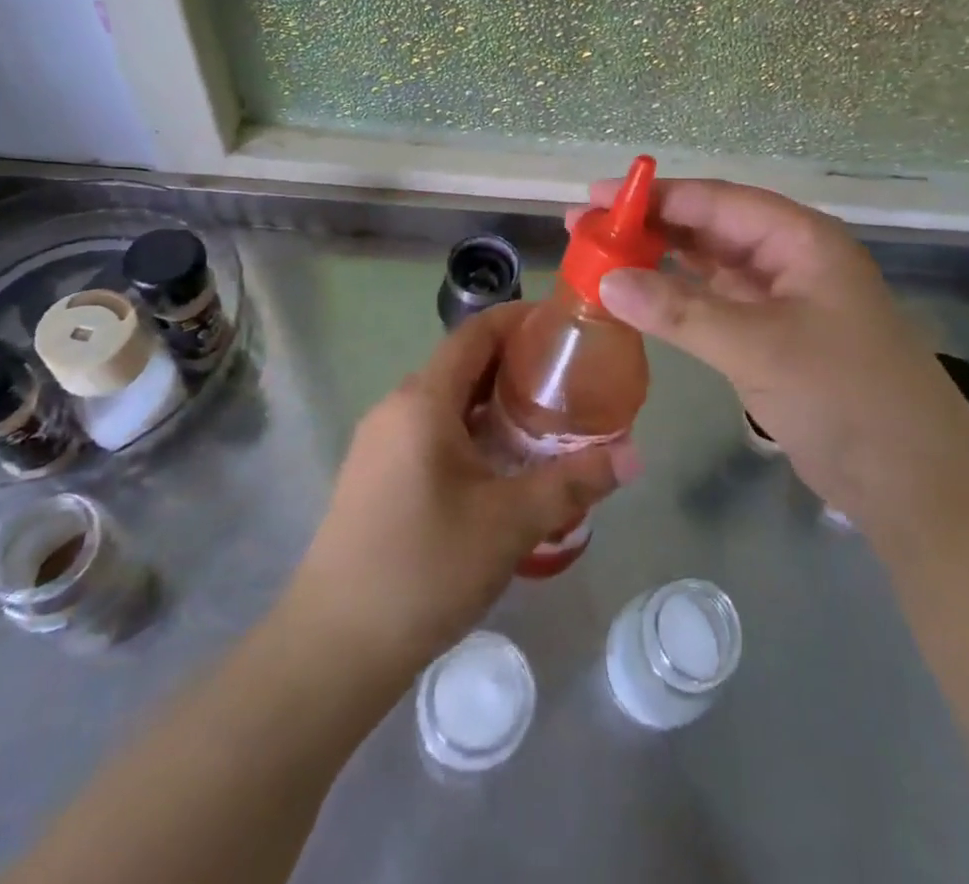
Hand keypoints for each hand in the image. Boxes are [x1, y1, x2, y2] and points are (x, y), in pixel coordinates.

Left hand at [287, 304, 635, 674]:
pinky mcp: (377, 474)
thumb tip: (635, 456)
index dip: (520, 319)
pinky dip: (473, 429)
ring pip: (448, 400)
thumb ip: (574, 483)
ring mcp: (381, 442)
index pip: (476, 332)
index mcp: (423, 401)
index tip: (565, 325)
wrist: (333, 648)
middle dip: (517, 362)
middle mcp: (397, 407)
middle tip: (571, 377)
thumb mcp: (510, 523)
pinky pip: (433, 429)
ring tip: (548, 417)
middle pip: (464, 363)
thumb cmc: (424, 569)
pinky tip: (504, 463)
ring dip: (496, 400)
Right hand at [571, 178, 963, 512]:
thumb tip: (607, 280)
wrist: (913, 481)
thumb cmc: (845, 396)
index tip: (597, 198)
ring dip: (660, 260)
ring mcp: (781, 299)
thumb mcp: (758, 347)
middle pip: (710, 228)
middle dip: (650, 225)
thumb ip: (680, 311)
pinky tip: (640, 297)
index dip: (656, 197)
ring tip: (601, 256)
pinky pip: (715, 303)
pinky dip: (677, 298)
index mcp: (800, 239)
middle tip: (586, 226)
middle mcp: (790, 258)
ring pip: (710, 265)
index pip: (717, 201)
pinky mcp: (772, 337)